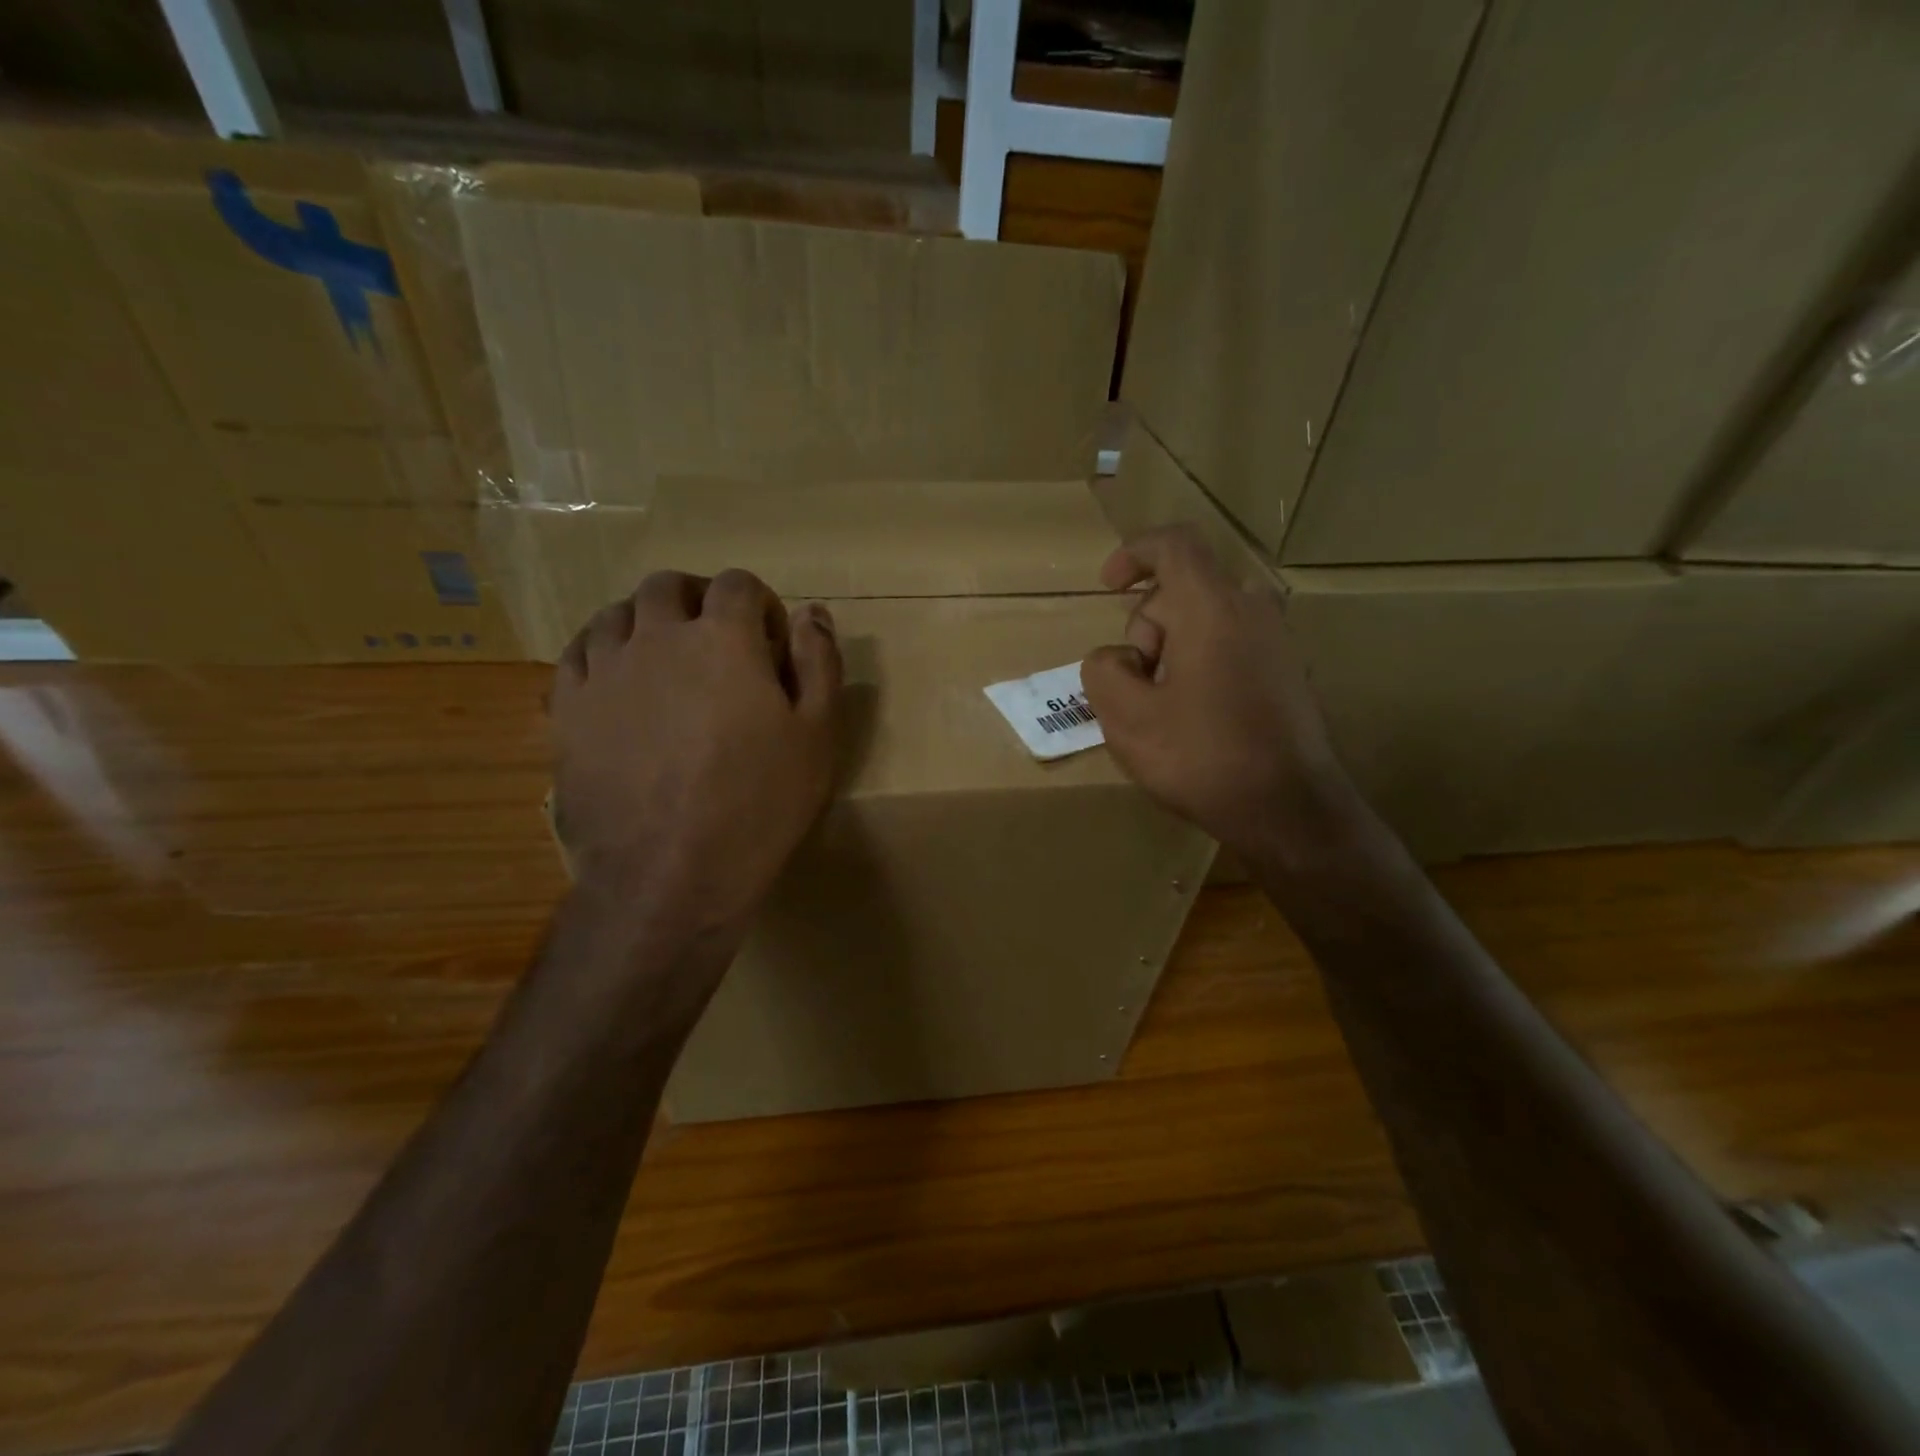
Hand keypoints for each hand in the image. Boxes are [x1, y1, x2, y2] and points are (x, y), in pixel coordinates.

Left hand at [549, 569, 841, 933]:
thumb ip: (819, 663)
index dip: (759, 605)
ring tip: (665, 662)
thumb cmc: (759, 803)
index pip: (739, 584)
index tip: (770, 645)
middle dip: (698, 601)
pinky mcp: (567, 709)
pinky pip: (576, 655)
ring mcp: (604, 671)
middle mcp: (657, 638)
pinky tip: (619, 685)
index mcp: (723, 639)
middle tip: (716, 644)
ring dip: (646, 623)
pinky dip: (602, 654)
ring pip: (616, 614)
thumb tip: (813, 612)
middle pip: (668, 586)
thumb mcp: (818, 735)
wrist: (671, 873)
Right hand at [1082, 526, 1349, 857]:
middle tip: (1137, 686)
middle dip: (1147, 629)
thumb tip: (1117, 658)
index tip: (1108, 586)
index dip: (1133, 554)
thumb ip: (1103, 670)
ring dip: (1173, 650)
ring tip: (1165, 708)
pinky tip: (1196, 718)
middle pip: (1184, 591)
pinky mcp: (1288, 671)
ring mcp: (1277, 641)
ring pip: (1207, 620)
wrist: (1288, 810)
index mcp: (1212, 608)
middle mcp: (1252, 610)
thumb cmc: (1202, 757)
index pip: (1173, 545)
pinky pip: (1231, 645)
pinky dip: (1201, 664)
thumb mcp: (1126, 718)